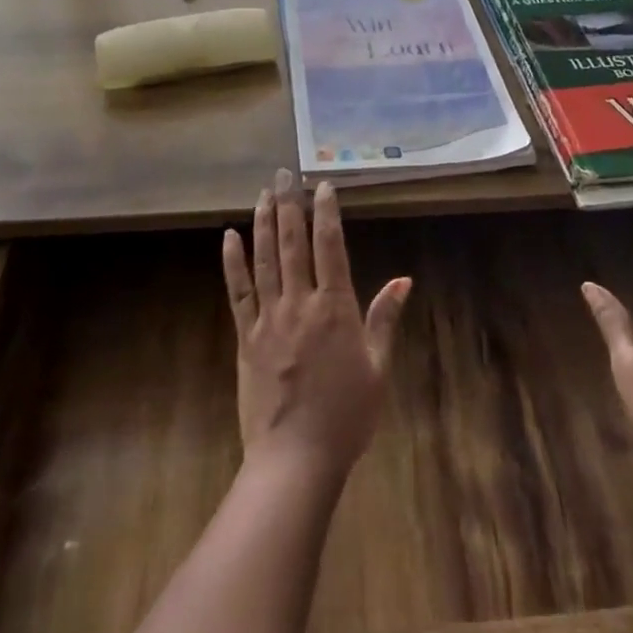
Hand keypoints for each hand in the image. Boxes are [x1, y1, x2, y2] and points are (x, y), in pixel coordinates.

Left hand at [221, 170, 411, 485]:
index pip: (330, 247)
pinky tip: (229, 236)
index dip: (326, 213)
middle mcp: (300, 303)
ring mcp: (268, 318)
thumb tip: (404, 280)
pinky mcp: (245, 337)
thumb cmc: (346, 415)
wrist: (295, 459)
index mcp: (335, 307)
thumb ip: (385, 319)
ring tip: (263, 193)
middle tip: (285, 174)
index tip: (322, 185)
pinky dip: (233, 262)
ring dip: (263, 223)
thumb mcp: (378, 368)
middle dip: (289, 205)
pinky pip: (238, 292)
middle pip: (293, 244)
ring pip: (265, 260)